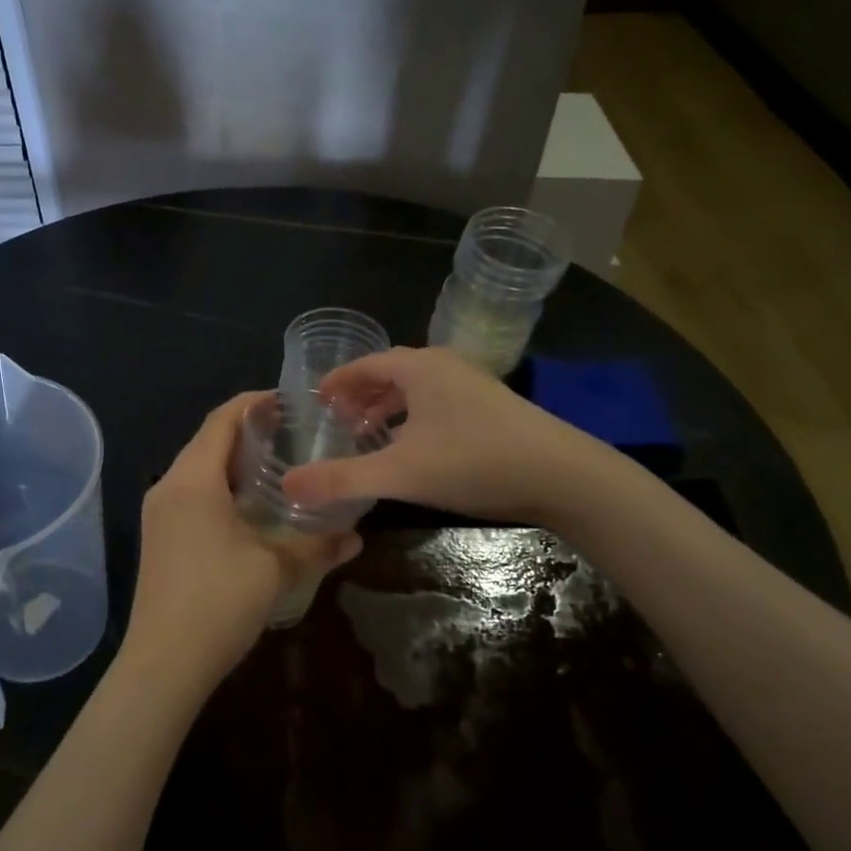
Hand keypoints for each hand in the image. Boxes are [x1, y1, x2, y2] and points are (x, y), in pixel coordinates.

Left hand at [124, 394, 361, 691]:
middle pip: (208, 441)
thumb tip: (357, 537)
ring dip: (235, 462)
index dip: (254, 404)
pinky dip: (222, 488)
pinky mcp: (159, 538)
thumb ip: (318, 545)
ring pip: (199, 470)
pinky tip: (252, 509)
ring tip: (279, 467)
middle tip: (294, 434)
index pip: (221, 420)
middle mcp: (168, 487)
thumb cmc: (218, 603)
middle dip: (249, 432)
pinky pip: (192, 494)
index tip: (290, 401)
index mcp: (192, 480)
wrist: (163, 665)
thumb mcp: (277, 569)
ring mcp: (158, 514)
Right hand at [281, 347, 587, 521]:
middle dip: (360, 394)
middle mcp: (445, 367)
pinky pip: (438, 404)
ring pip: (418, 389)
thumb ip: (342, 479)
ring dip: (389, 407)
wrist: (563, 476)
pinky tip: (414, 449)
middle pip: (391, 372)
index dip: (337, 381)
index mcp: (420, 368)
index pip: (366, 364)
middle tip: (336, 420)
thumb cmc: (475, 462)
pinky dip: (415, 418)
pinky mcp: (493, 408)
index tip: (315, 400)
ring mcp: (473, 386)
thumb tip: (287, 486)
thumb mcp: (400, 473)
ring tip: (369, 435)